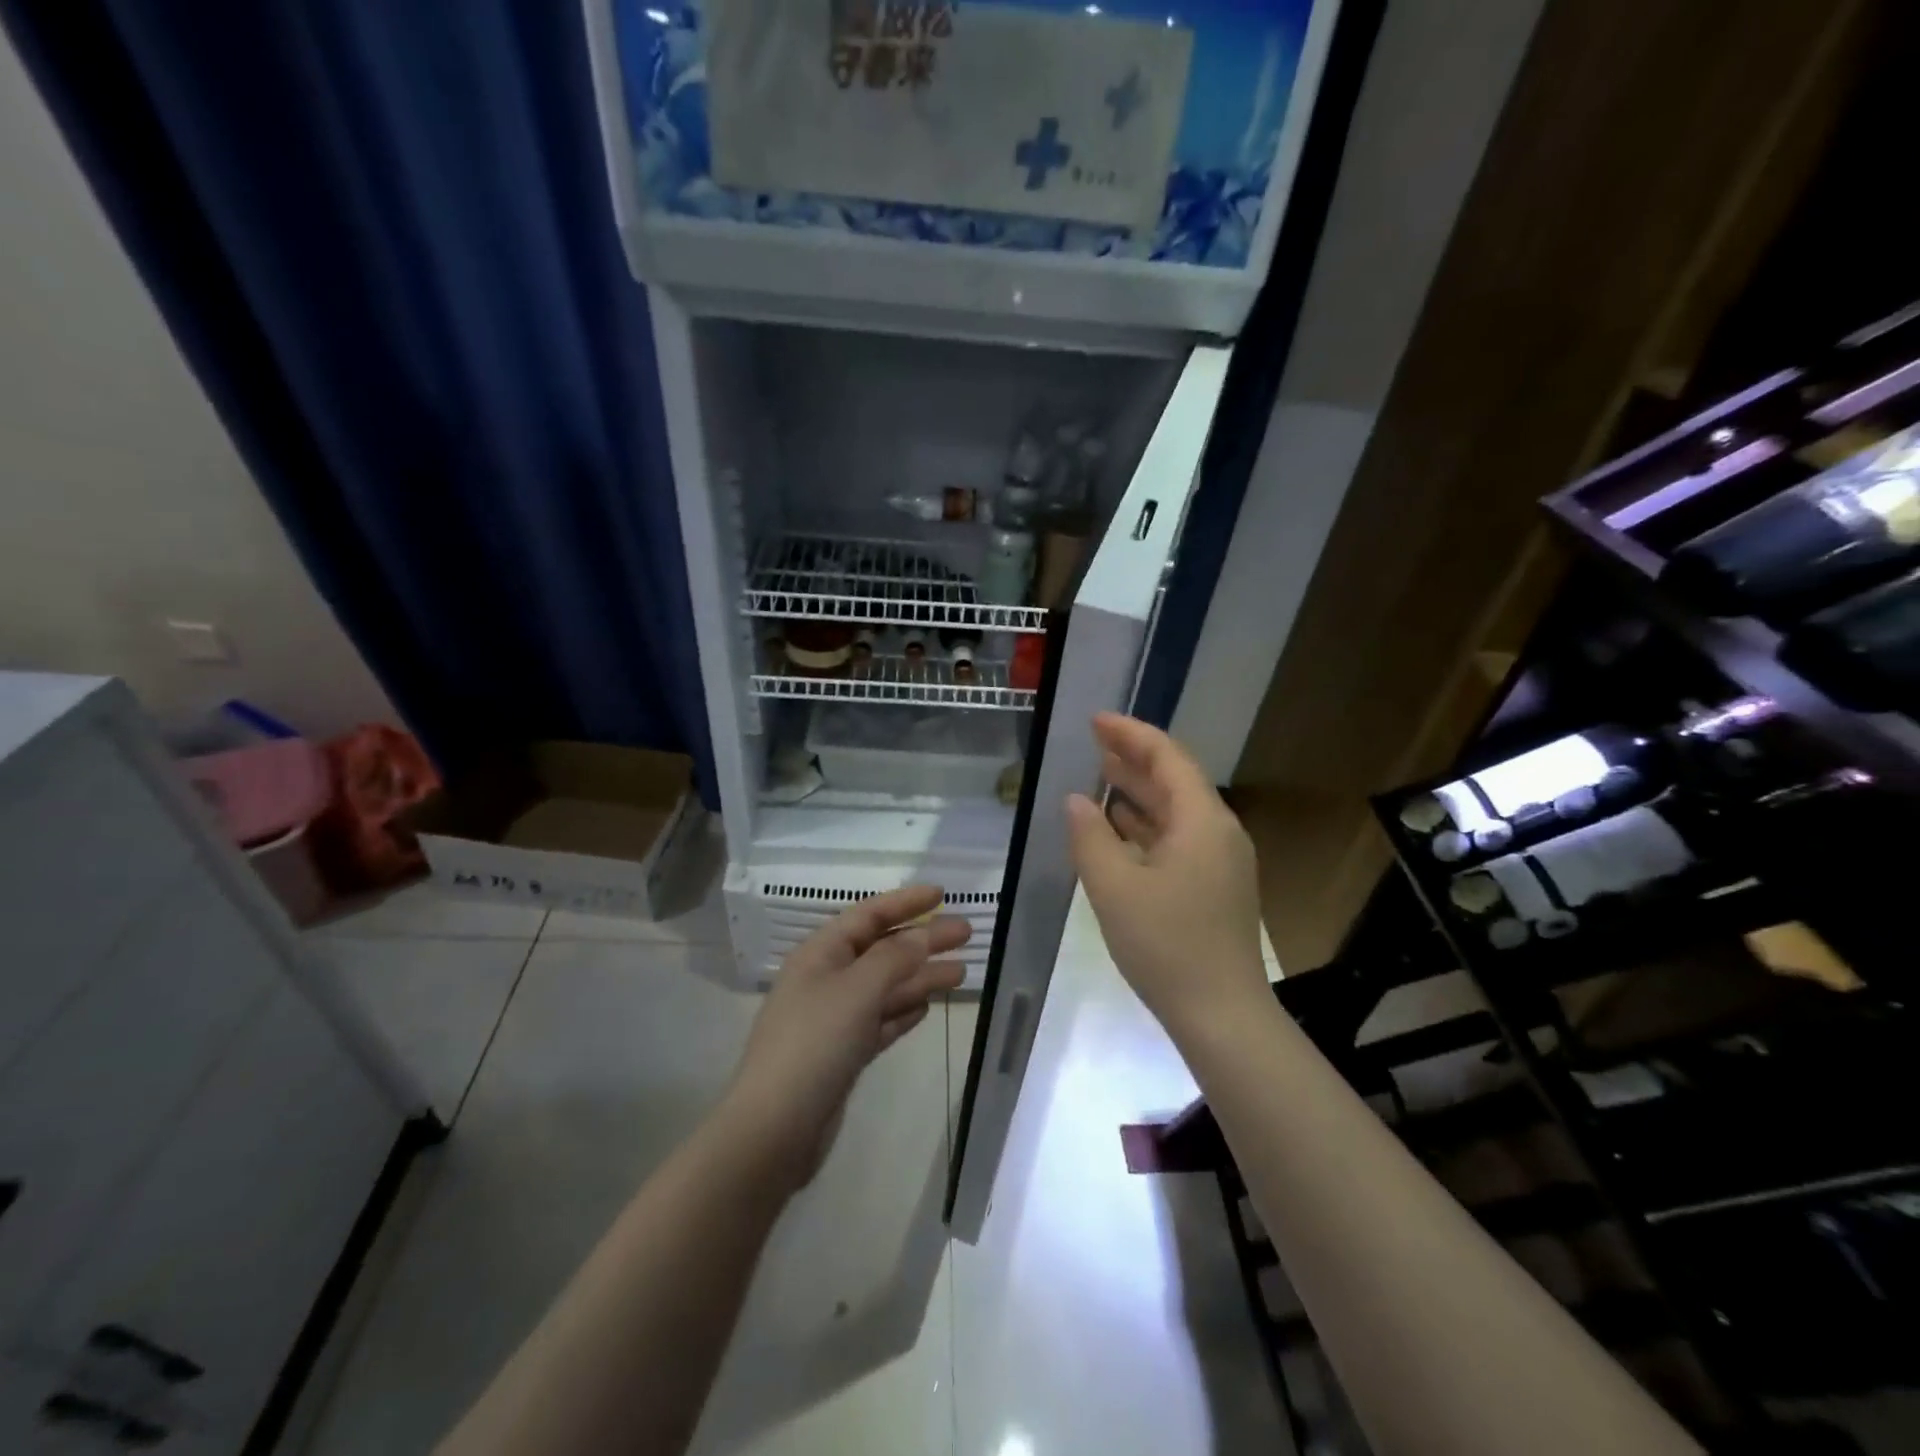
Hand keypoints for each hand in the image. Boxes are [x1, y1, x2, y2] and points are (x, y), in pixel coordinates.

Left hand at [722, 885, 969, 1191]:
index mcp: (820, 954)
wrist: (774, 1130)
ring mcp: (834, 1019)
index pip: (868, 915)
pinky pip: (879, 1021)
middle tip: (966, 934)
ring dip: (920, 977)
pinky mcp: (842, 1054)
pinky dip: (903, 1011)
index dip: (905, 902)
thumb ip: (894, 958)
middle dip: (923, 940)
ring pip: (885, 987)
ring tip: (961, 972)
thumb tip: (922, 934)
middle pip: (882, 950)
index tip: (942, 895)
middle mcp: (826, 979)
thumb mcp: (857, 991)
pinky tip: (926, 1007)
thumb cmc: (814, 1045)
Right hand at [1066, 713, 1267, 1040]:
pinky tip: (1119, 828)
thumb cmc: (1166, 945)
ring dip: (1139, 792)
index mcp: (1202, 822)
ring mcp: (1220, 862)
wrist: (1222, 1016)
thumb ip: (1090, 837)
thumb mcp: (1114, 888)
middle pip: (1175, 780)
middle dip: (1134, 758)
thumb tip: (1077, 800)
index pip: (1167, 758)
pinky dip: (1147, 826)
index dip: (1131, 734)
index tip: (1096, 720)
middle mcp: (1218, 833)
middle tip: (1094, 741)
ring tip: (1101, 775)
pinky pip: (1178, 839)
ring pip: (1176, 811)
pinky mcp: (1214, 887)